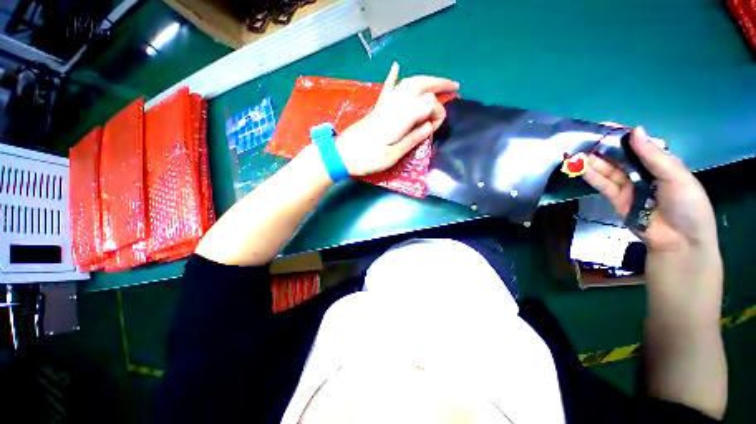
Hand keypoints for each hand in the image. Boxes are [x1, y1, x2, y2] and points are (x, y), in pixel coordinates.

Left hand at [337, 63, 458, 175]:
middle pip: (420, 85)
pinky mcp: (377, 108)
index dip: (437, 113)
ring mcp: (384, 104)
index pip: (427, 104)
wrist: (341, 155)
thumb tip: (430, 126)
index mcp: (399, 118)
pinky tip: (396, 66)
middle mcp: (393, 105)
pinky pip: (386, 88)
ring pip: (407, 83)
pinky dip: (393, 76)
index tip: (435, 128)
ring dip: (424, 79)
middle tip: (454, 87)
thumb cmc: (367, 159)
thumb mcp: (392, 155)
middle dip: (439, 84)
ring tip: (437, 83)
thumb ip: (412, 139)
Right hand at [583, 127, 718, 254]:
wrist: (679, 241)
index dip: (622, 135)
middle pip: (619, 157)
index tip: (604, 126)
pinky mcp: (616, 199)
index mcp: (660, 163)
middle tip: (583, 139)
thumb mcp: (676, 176)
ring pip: (607, 170)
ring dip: (592, 161)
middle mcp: (642, 173)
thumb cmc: (687, 205)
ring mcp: (628, 186)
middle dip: (603, 148)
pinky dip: (591, 176)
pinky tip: (580, 167)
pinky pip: (603, 185)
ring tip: (575, 152)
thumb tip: (635, 130)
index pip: (639, 145)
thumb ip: (654, 155)